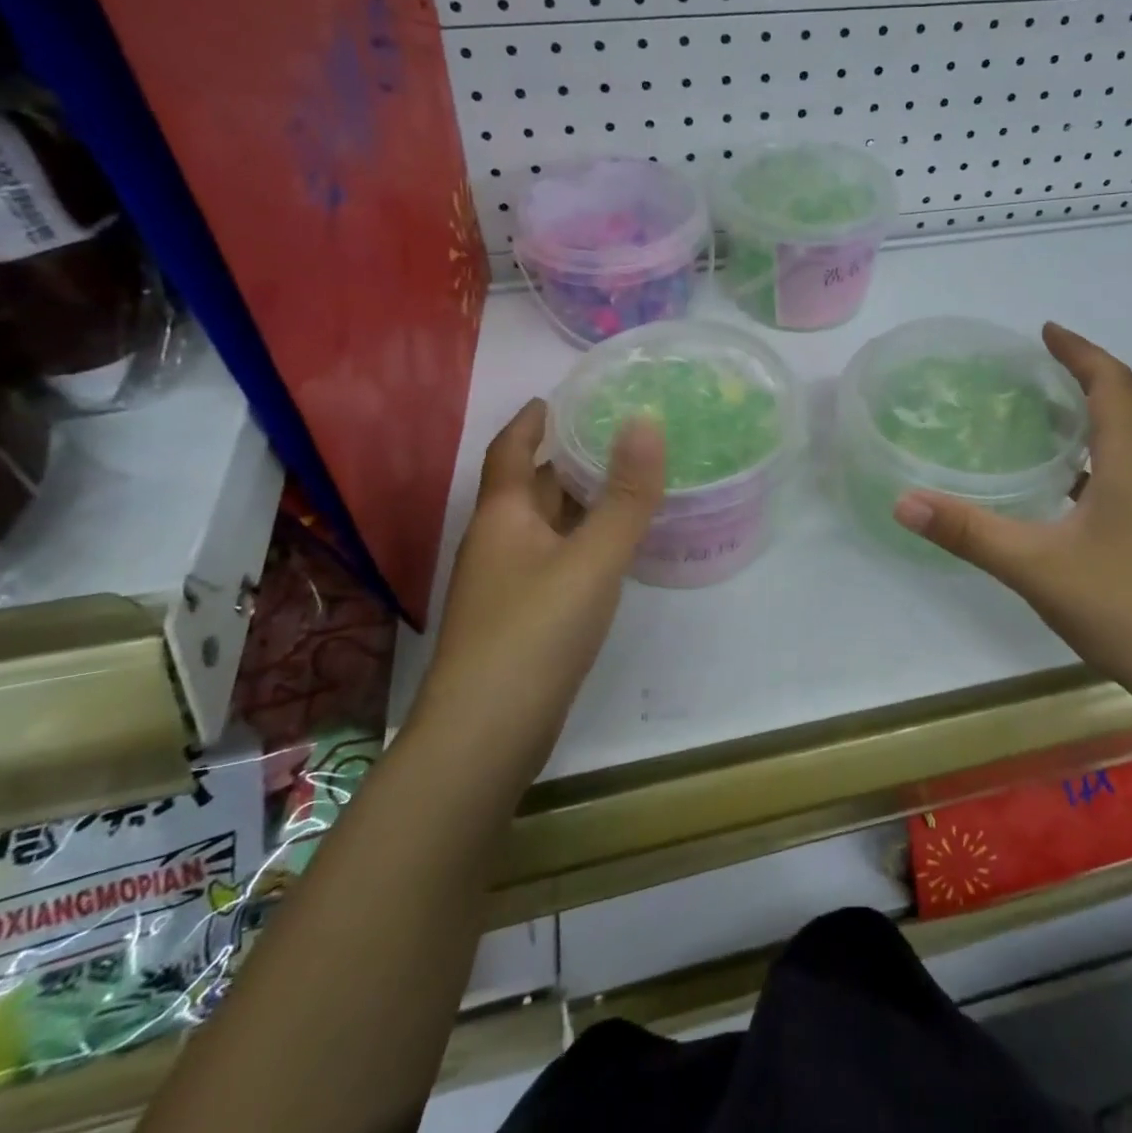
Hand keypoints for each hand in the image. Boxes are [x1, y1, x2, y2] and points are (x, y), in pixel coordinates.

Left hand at [412, 399, 664, 773]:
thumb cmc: (535, 632)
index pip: (511, 450)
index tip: (558, 397)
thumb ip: (625, 495)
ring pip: (544, 527)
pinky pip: (553, 560)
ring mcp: (505, 585)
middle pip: (530, 487)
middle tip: (615, 436)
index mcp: (503, 516)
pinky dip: (581, 543)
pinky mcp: (520, 619)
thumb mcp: (592, 558)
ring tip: (625, 484)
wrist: (485, 735)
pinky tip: (610, 551)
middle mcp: (498, 543)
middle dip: (566, 459)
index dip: (531, 420)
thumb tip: (646, 423)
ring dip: (577, 503)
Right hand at [892, 323, 1131, 688]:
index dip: (1080, 351)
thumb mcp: (1034, 566)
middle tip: (1040, 367)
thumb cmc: (1124, 607)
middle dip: (1087, 374)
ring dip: (1096, 414)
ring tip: (1047, 417)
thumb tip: (903, 502)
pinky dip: (1099, 455)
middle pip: (1128, 403)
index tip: (1045, 331)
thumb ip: (967, 533)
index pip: (1112, 383)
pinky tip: (1068, 487)